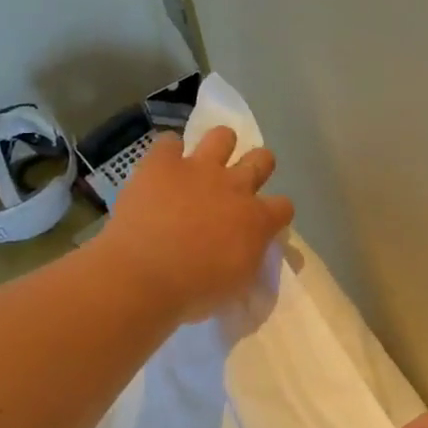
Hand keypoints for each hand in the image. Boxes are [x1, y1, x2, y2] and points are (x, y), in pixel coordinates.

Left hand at [102, 126, 294, 322]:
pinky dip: (167, 153)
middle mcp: (234, 186)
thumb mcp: (239, 283)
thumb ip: (251, 257)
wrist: (144, 276)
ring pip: (222, 136)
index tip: (264, 224)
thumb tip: (253, 247)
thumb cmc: (195, 290)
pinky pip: (168, 142)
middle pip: (262, 159)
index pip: (284, 206)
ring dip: (219, 146)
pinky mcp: (161, 163)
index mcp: (257, 219)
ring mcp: (198, 169)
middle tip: (240, 183)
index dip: (276, 213)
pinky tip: (162, 168)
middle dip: (257, 167)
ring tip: (206, 162)